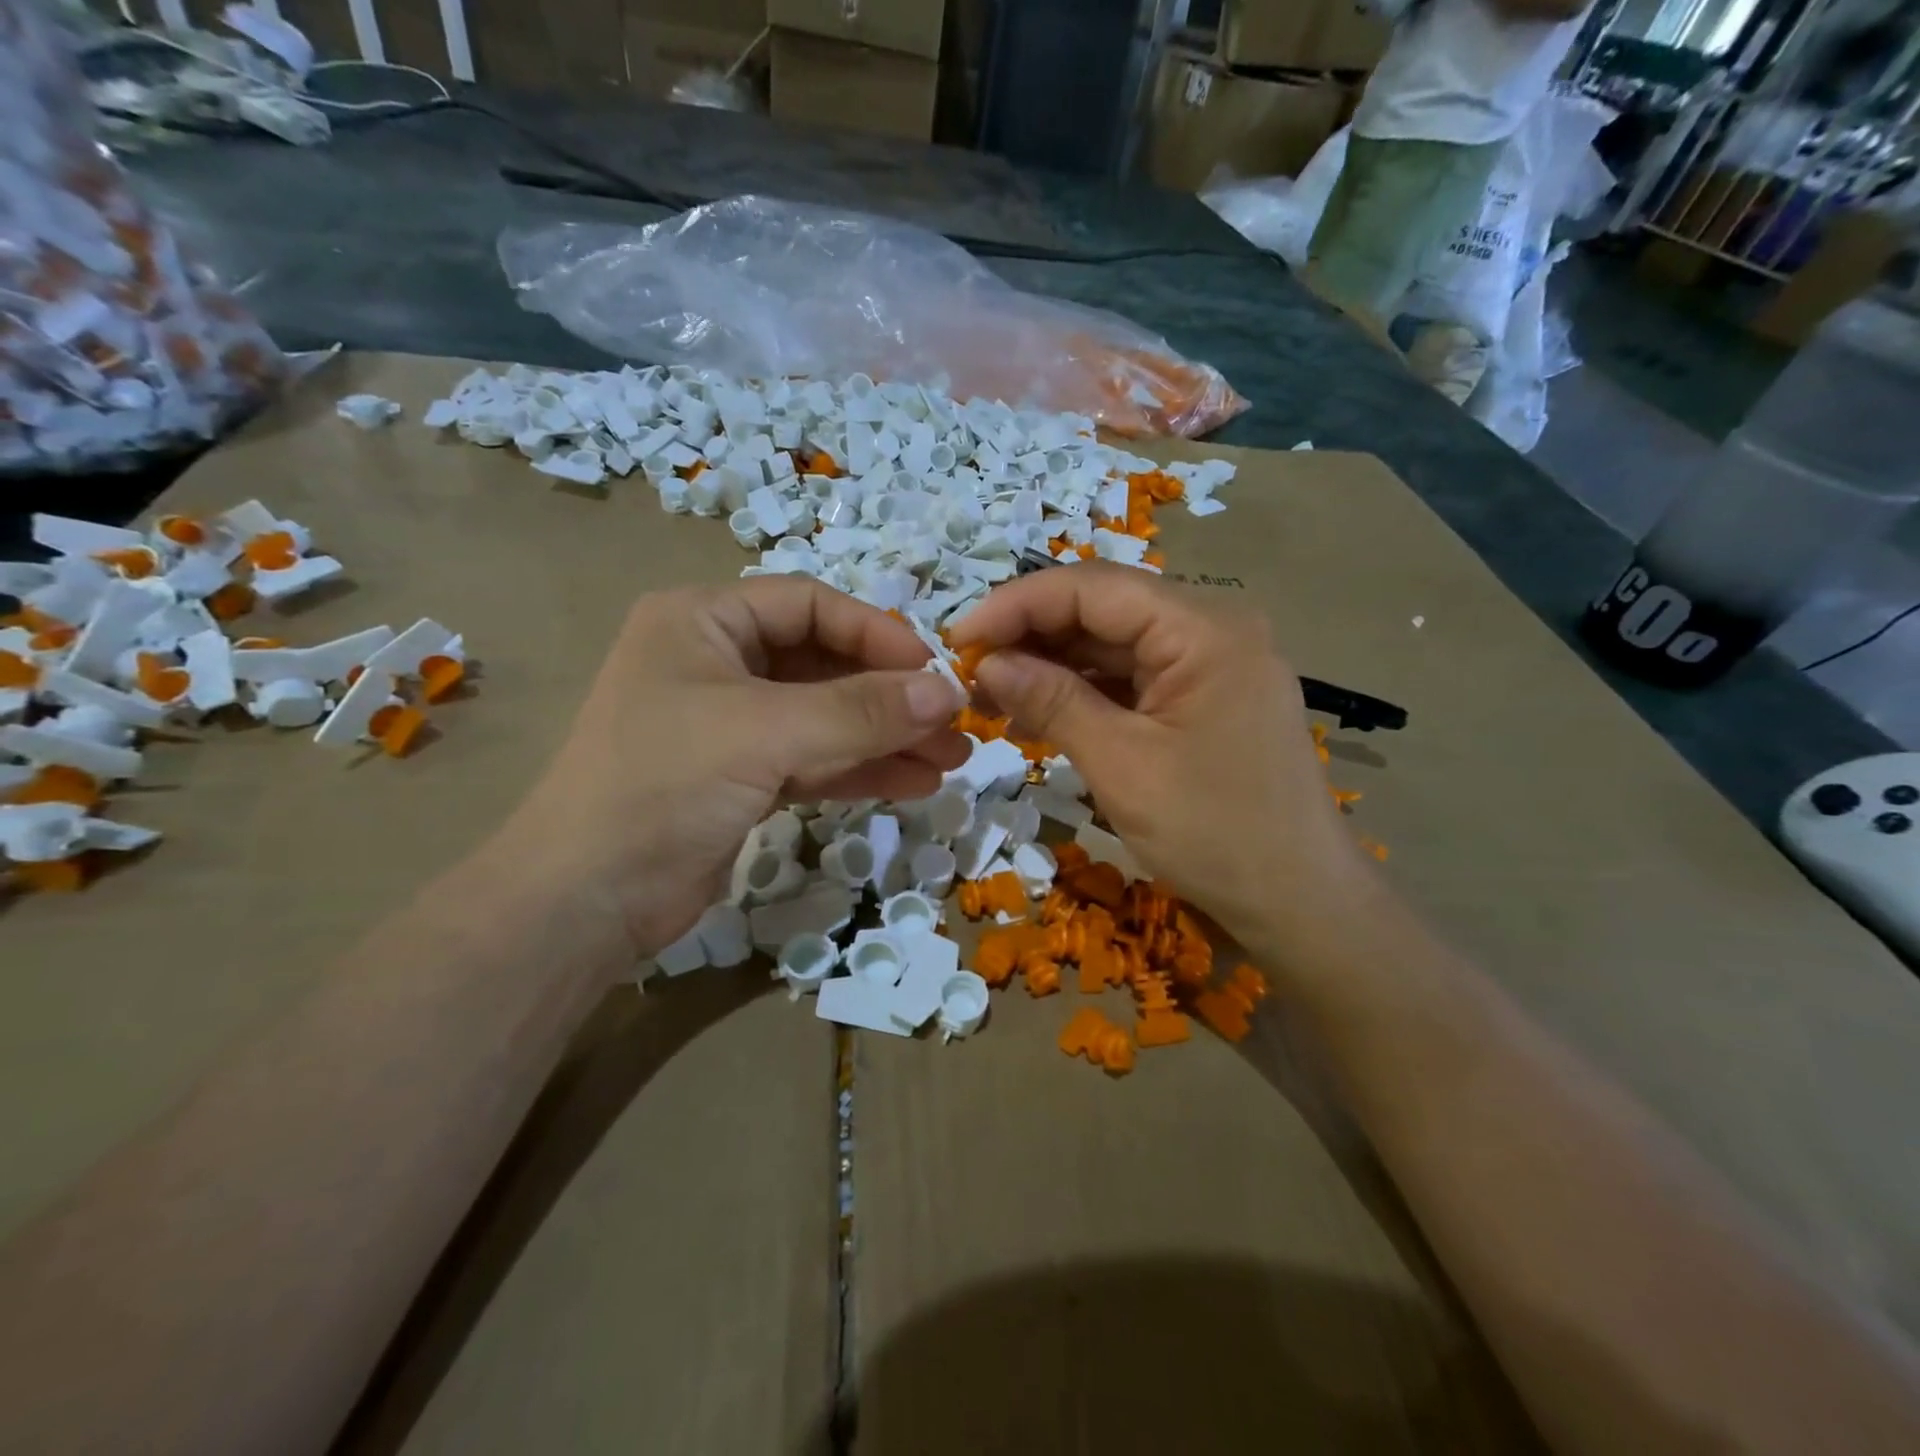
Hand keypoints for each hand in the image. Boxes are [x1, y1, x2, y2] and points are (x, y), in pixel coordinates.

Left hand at [498, 578, 967, 964]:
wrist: (586, 900)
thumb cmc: (664, 785)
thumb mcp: (766, 733)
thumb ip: (860, 710)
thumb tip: (947, 691)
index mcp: (704, 621)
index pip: (810, 605)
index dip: (876, 634)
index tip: (935, 672)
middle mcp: (717, 662)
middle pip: (825, 664)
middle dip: (891, 696)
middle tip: (956, 725)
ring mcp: (731, 724)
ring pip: (826, 718)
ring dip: (887, 737)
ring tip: (951, 759)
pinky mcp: (742, 777)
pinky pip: (814, 759)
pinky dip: (861, 770)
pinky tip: (914, 783)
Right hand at [949, 564, 1379, 958]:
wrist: (1298, 901)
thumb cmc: (1215, 833)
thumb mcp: (1122, 765)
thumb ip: (1053, 702)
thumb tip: (987, 663)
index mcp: (1204, 628)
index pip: (1093, 587)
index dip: (1017, 605)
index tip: (958, 638)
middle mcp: (1211, 630)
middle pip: (1103, 610)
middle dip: (1031, 635)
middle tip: (967, 671)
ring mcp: (1209, 665)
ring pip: (1112, 645)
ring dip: (1051, 666)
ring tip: (989, 696)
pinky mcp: (1202, 699)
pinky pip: (1131, 679)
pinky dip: (1082, 692)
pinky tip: (1036, 712)